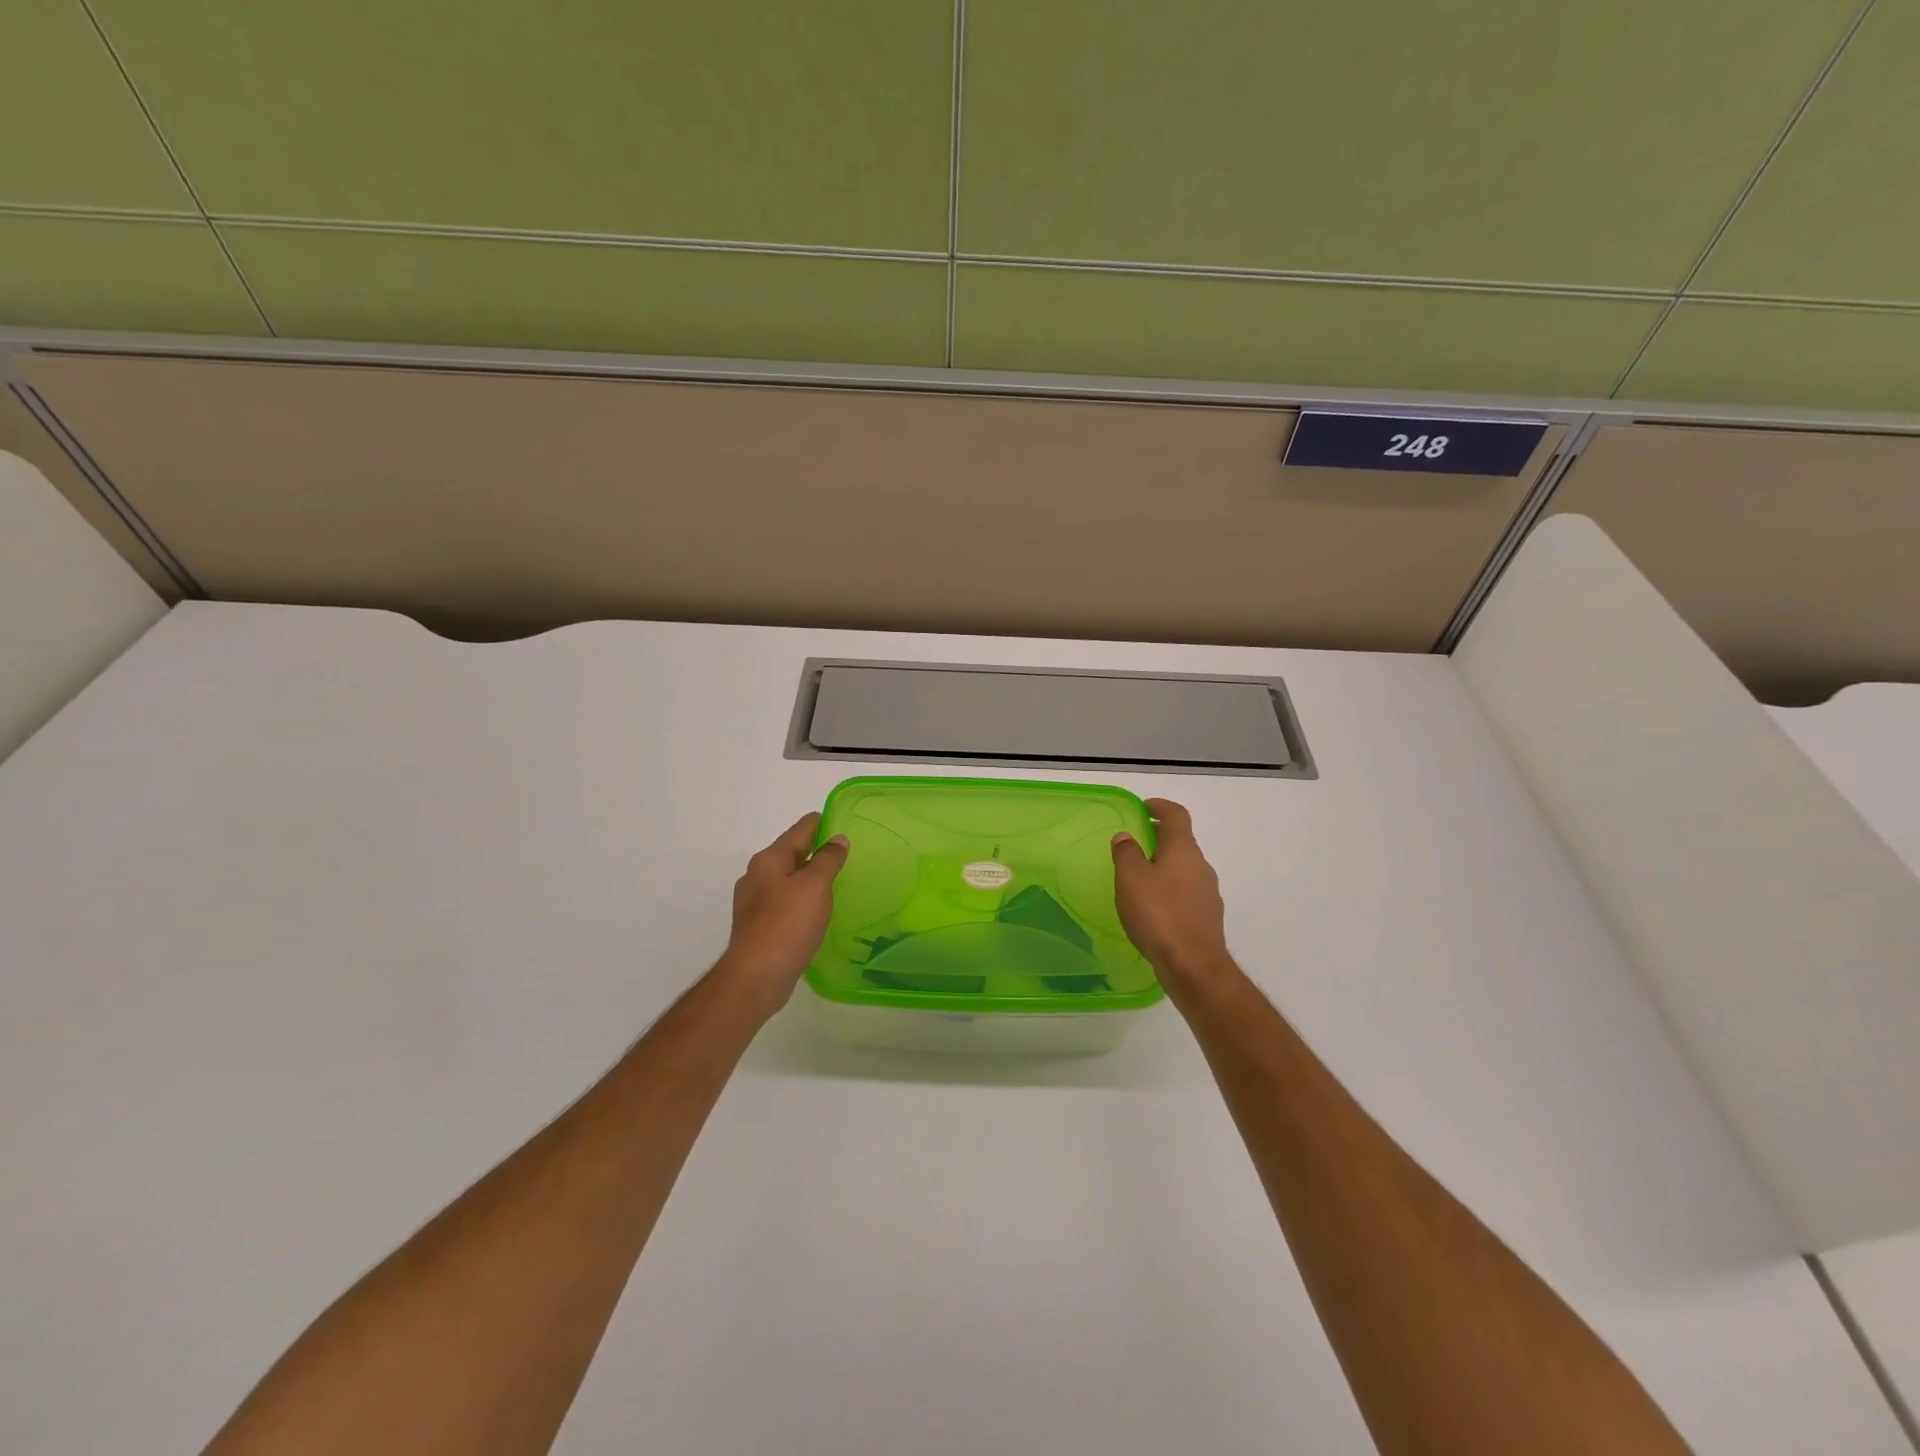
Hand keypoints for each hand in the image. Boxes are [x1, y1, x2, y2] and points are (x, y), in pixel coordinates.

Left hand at [716, 813, 849, 1017]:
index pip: (800, 830)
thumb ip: (828, 859)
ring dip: (808, 876)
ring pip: (787, 878)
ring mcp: (754, 902)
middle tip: (844, 853)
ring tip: (834, 881)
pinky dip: (801, 899)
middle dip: (815, 850)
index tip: (842, 822)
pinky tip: (815, 910)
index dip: (822, 823)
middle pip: (791, 853)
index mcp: (769, 860)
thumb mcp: (815, 886)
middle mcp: (757, 875)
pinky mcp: (757, 925)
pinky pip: (784, 901)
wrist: (757, 976)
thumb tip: (837, 839)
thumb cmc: (788, 924)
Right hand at [1112, 798, 1233, 998]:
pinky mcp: (1207, 918)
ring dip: (1164, 866)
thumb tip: (1126, 836)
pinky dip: (1170, 891)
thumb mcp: (1131, 879)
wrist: (1193, 965)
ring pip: (1184, 869)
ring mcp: (1208, 893)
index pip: (1177, 816)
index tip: (1143, 807)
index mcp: (1183, 850)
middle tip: (1134, 844)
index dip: (1160, 807)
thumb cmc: (1159, 914)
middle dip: (1159, 839)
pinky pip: (1186, 893)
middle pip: (1181, 842)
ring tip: (1139, 879)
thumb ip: (1127, 853)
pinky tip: (1153, 909)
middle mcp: (1201, 866)